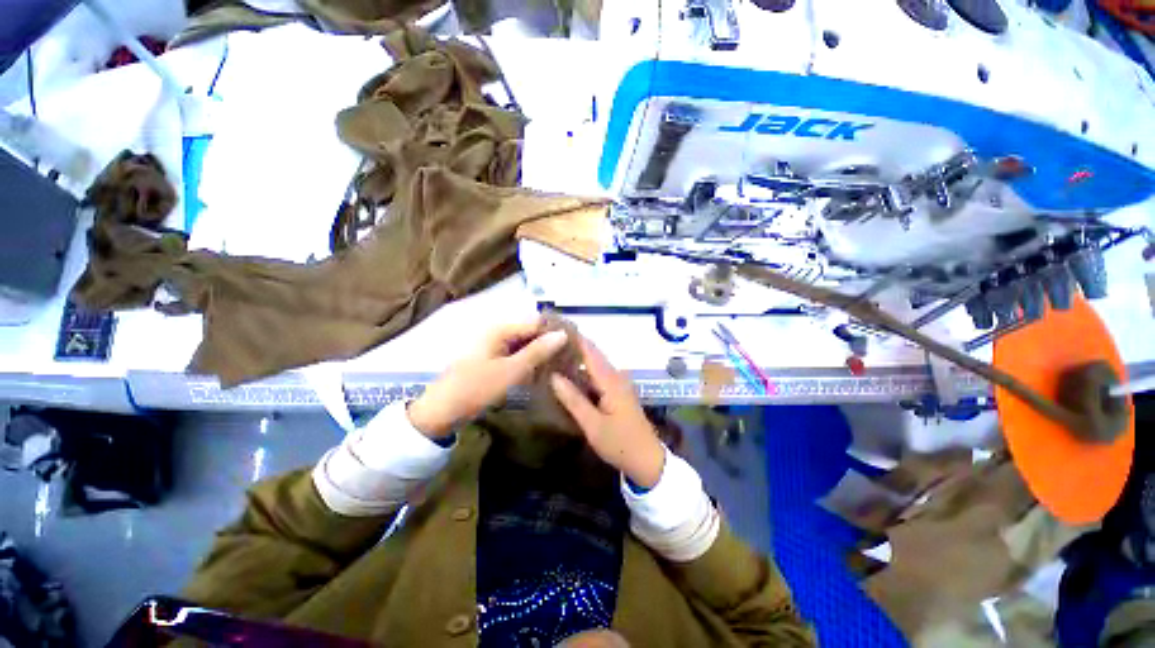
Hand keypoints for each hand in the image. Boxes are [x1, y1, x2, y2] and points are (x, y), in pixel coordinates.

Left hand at [408, 318, 567, 437]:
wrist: (441, 412)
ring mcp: (495, 347)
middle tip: (571, 357)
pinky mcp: (494, 360)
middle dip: (550, 343)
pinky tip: (543, 371)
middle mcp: (498, 333)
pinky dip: (530, 362)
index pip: (537, 322)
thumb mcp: (511, 371)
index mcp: (501, 329)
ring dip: (542, 353)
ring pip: (526, 345)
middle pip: (531, 332)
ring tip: (562, 364)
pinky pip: (517, 355)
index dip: (556, 331)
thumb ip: (538, 351)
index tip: (576, 344)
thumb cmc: (476, 388)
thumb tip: (563, 334)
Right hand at [550, 338, 665, 487]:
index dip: (574, 338)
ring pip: (595, 365)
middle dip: (572, 346)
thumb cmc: (620, 443)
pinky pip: (598, 375)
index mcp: (611, 380)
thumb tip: (553, 375)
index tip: (555, 327)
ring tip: (554, 355)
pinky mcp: (617, 392)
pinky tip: (569, 375)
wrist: (647, 460)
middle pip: (592, 354)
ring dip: (577, 359)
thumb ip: (573, 399)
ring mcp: (618, 383)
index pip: (590, 351)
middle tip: (548, 342)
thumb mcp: (593, 425)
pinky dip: (583, 372)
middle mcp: (616, 376)